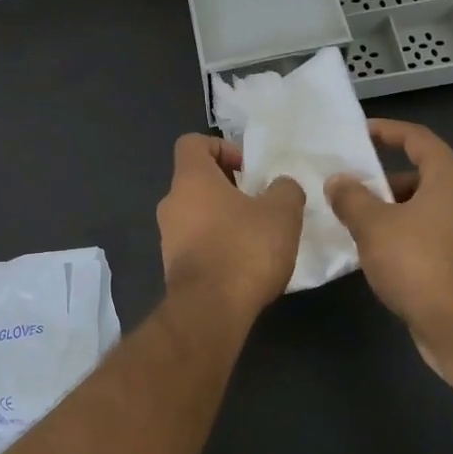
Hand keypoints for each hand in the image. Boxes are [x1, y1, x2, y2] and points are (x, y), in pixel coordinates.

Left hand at [157, 134, 304, 321]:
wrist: (210, 310)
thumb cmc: (244, 249)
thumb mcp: (282, 212)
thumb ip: (285, 189)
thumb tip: (280, 186)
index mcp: (190, 178)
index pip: (192, 143)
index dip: (221, 147)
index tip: (248, 168)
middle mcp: (171, 202)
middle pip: (196, 179)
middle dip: (228, 186)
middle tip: (259, 202)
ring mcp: (168, 236)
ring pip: (196, 212)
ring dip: (223, 217)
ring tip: (256, 236)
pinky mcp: (173, 266)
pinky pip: (195, 242)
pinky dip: (216, 244)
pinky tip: (243, 263)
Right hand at [325, 119, 452, 373]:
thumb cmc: (417, 262)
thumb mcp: (372, 225)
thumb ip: (351, 197)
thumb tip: (338, 181)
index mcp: (451, 178)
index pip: (418, 138)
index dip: (387, 130)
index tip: (359, 133)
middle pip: (422, 173)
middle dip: (383, 179)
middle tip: (350, 186)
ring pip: (426, 207)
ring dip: (392, 209)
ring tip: (357, 221)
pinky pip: (432, 233)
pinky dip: (406, 233)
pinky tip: (379, 251)